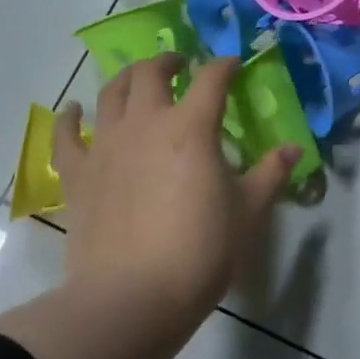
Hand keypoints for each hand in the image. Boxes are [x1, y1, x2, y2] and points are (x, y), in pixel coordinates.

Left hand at [54, 54, 299, 328]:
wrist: (132, 297)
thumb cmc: (200, 252)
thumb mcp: (248, 213)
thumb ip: (271, 174)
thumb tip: (294, 148)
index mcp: (191, 127)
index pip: (211, 79)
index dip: (224, 65)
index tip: (233, 64)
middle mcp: (145, 123)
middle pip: (151, 73)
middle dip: (167, 61)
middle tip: (179, 65)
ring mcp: (105, 145)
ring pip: (110, 93)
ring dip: (126, 78)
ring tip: (136, 79)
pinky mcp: (77, 173)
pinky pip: (65, 135)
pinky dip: (68, 118)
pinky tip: (72, 111)